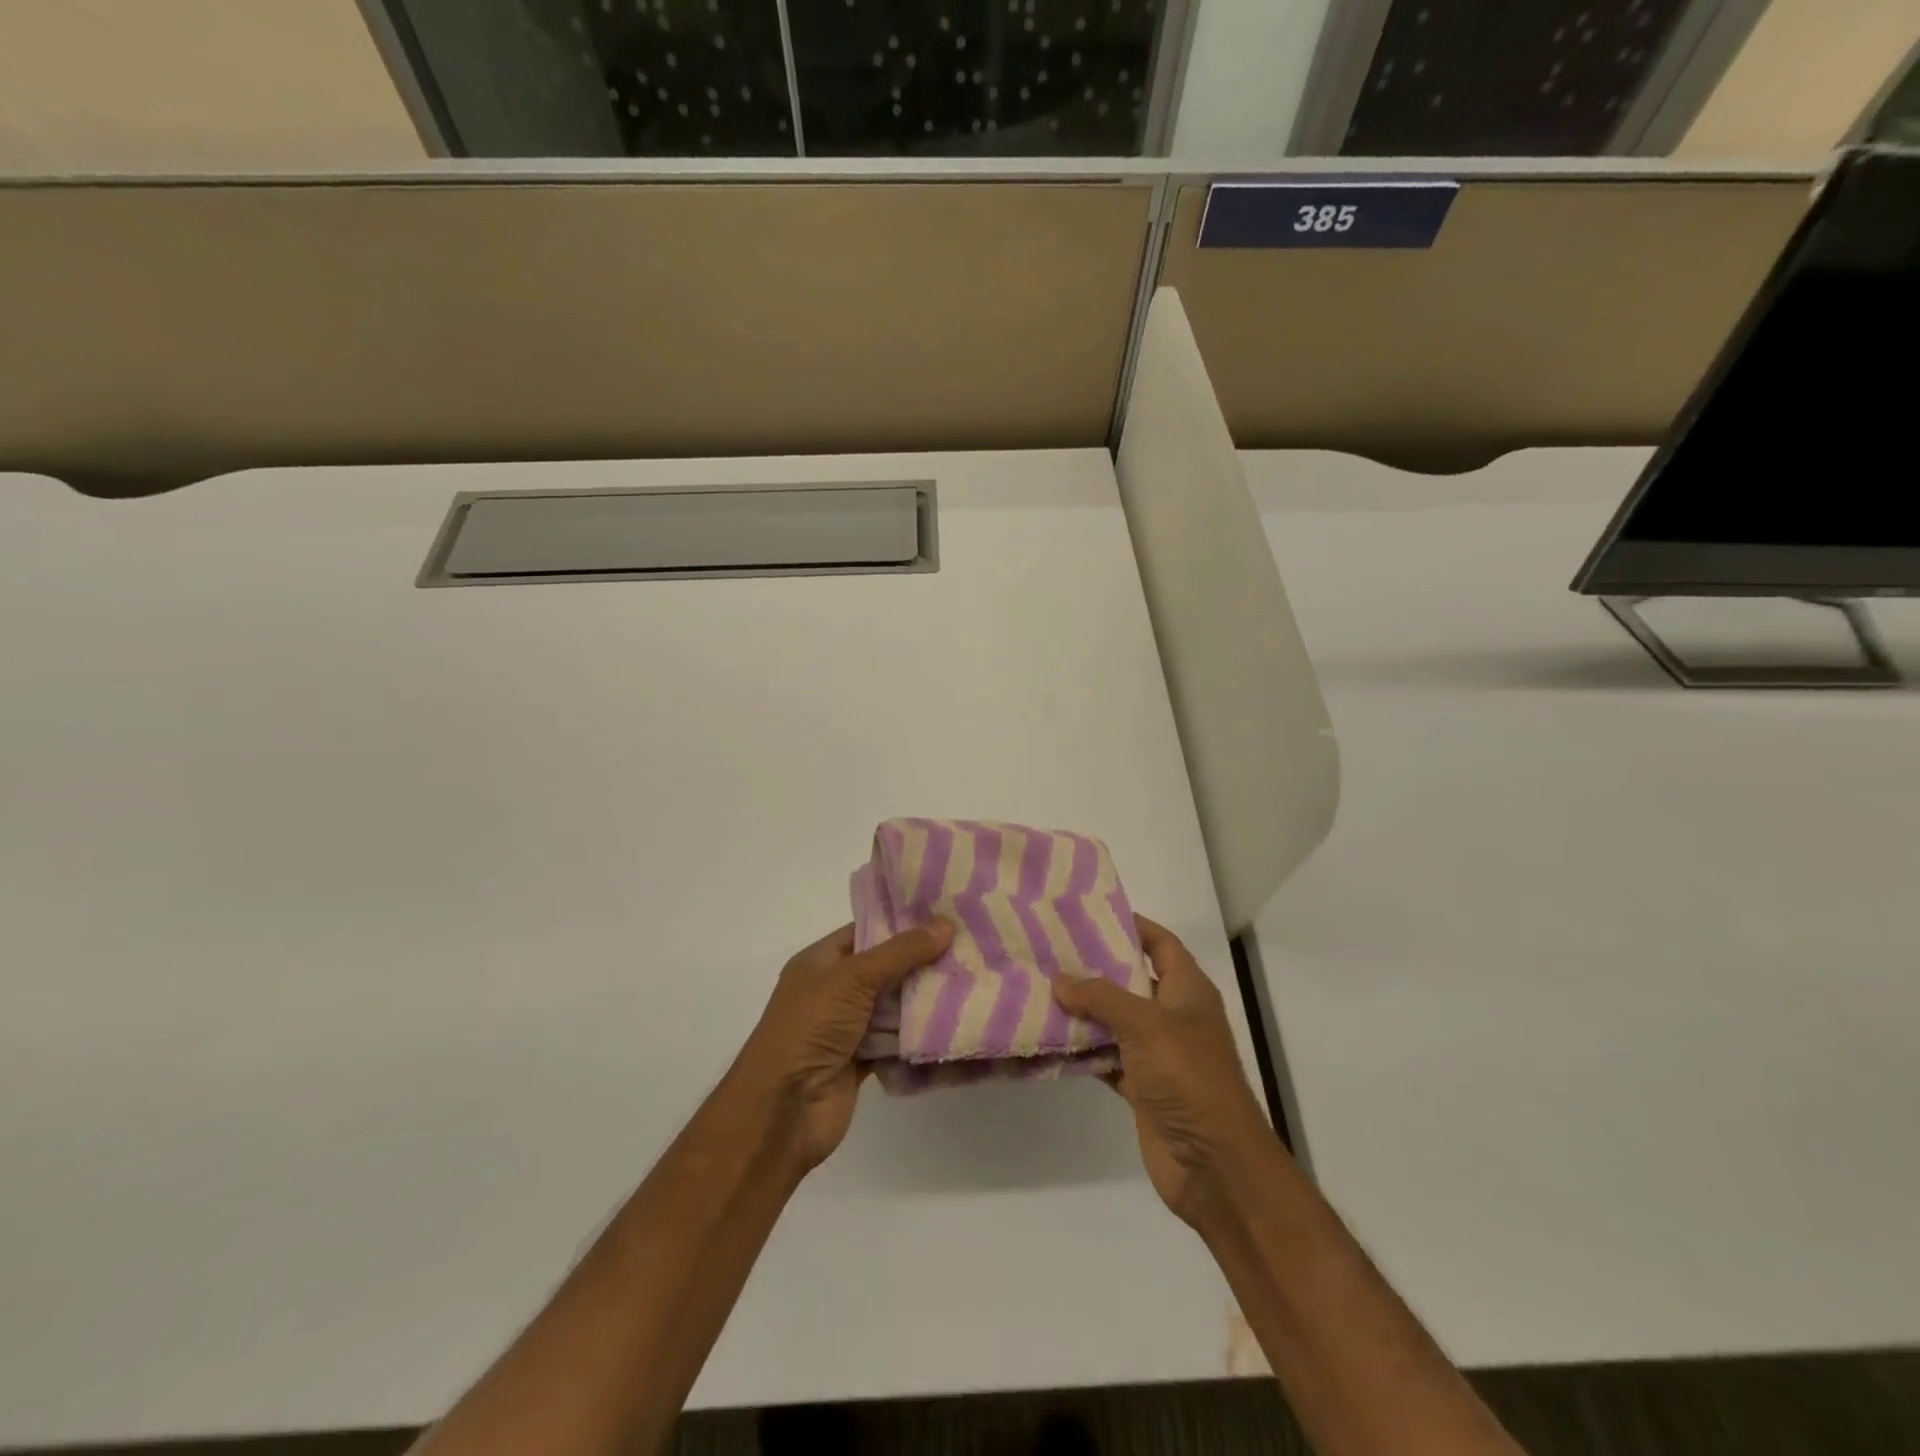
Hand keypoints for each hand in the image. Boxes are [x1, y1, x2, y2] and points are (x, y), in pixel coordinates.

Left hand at [730, 919, 952, 1172]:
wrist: (783, 1110)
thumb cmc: (809, 1028)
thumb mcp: (852, 977)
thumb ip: (901, 951)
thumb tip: (946, 924)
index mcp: (821, 961)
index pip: (867, 931)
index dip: (904, 923)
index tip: (947, 914)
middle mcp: (834, 990)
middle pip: (887, 968)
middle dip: (924, 961)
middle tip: (971, 947)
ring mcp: (849, 1027)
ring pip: (896, 1005)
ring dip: (926, 999)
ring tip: (974, 981)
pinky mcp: (864, 1060)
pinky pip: (899, 1040)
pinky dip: (921, 1035)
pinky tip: (957, 1024)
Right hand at [1052, 916, 1276, 1228]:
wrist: (1214, 1164)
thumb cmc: (1188, 1077)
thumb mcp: (1145, 1024)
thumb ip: (1100, 996)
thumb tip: (1059, 979)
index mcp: (1188, 990)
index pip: (1160, 943)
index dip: (1131, 925)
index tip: (1088, 913)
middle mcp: (1174, 1015)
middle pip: (1132, 979)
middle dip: (1095, 966)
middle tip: (1051, 948)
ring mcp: (1158, 1053)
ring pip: (1115, 1020)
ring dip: (1084, 1009)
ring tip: (1040, 986)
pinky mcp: (1142, 1086)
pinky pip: (1107, 1057)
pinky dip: (1084, 1049)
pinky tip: (1050, 1037)